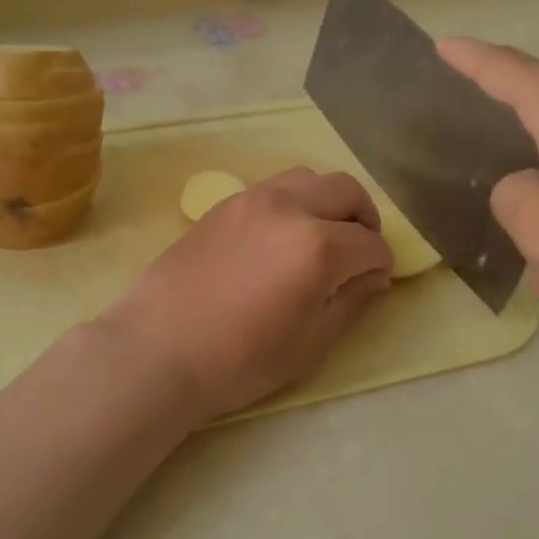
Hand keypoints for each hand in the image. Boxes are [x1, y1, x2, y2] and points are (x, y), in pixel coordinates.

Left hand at [97, 167, 393, 425]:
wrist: (157, 350)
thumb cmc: (239, 360)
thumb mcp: (309, 343)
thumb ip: (350, 302)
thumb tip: (374, 276)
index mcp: (317, 246)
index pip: (370, 242)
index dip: (381, 263)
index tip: (376, 280)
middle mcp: (288, 208)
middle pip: (345, 190)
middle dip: (364, 218)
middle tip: (359, 250)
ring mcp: (251, 200)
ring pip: (307, 178)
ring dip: (327, 201)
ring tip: (321, 237)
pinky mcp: (223, 204)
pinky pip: (273, 188)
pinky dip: (293, 202)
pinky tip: (281, 238)